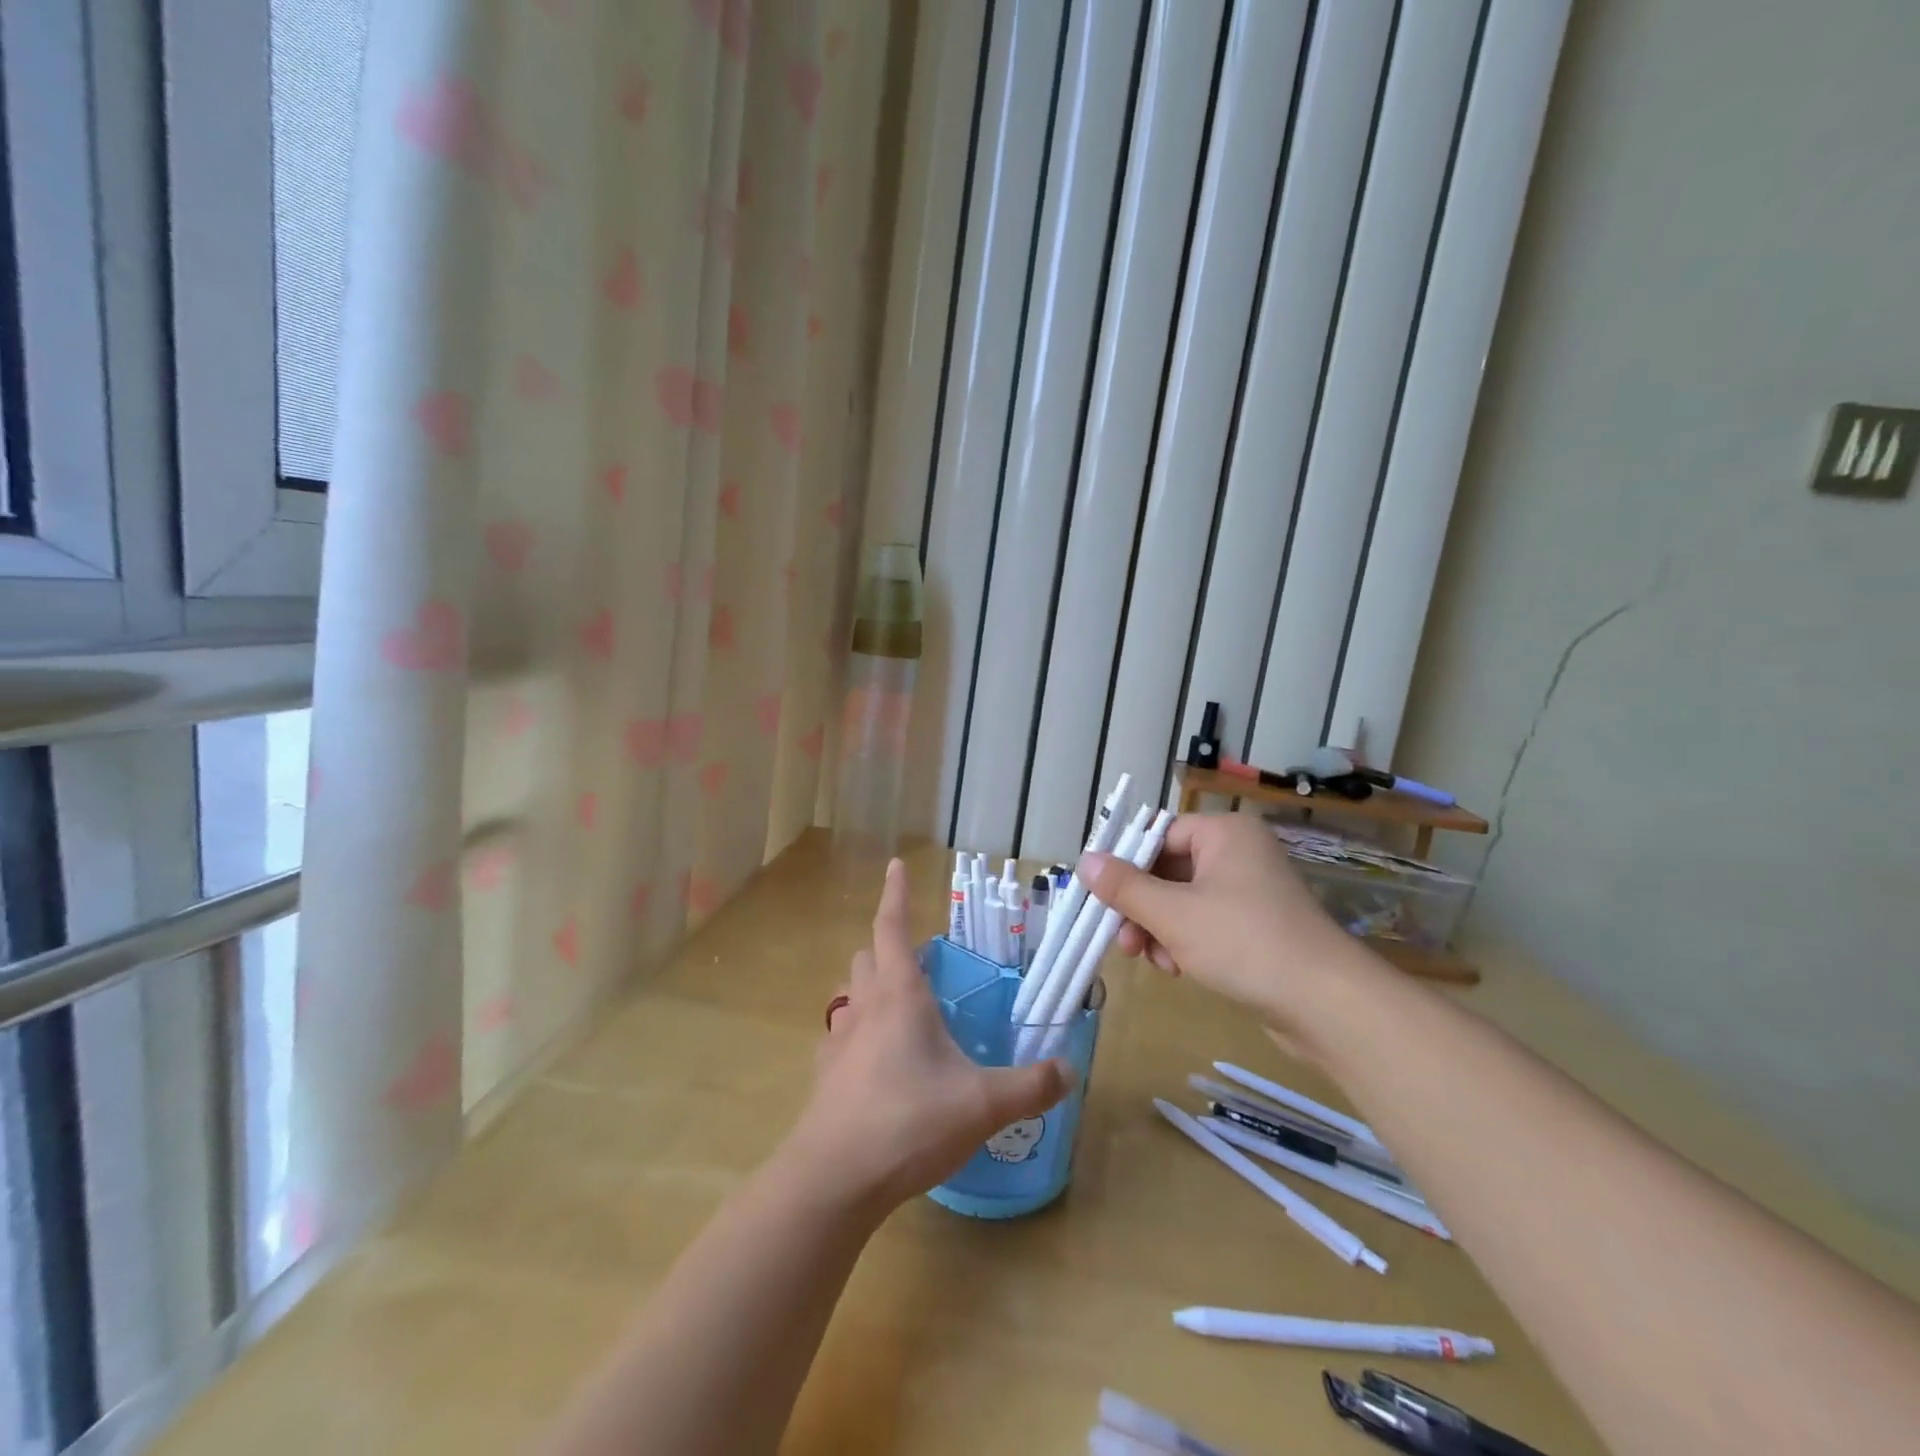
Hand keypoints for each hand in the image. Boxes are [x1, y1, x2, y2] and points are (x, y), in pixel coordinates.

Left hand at [789, 860, 1073, 1210]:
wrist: (833, 1179)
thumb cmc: (908, 1122)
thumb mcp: (982, 1104)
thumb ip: (1030, 1086)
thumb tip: (1069, 1070)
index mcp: (900, 996)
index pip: (892, 927)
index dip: (895, 894)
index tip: (895, 864)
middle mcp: (865, 1008)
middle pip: (868, 957)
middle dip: (888, 945)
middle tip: (918, 956)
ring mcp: (839, 1041)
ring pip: (851, 994)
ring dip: (870, 986)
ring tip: (899, 1004)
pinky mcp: (826, 1076)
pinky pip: (841, 1036)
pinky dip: (857, 1031)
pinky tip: (874, 1058)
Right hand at [1079, 813, 1362, 1023]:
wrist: (1326, 1004)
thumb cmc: (1244, 943)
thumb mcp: (1173, 914)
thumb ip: (1124, 887)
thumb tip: (1084, 861)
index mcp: (1224, 833)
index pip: (1157, 836)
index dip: (1125, 865)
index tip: (1099, 897)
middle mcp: (1238, 853)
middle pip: (1167, 870)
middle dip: (1141, 908)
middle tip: (1122, 941)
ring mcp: (1250, 891)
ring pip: (1182, 901)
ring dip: (1159, 929)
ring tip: (1153, 961)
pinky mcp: (1257, 926)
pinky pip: (1205, 922)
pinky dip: (1184, 942)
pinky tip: (1178, 969)